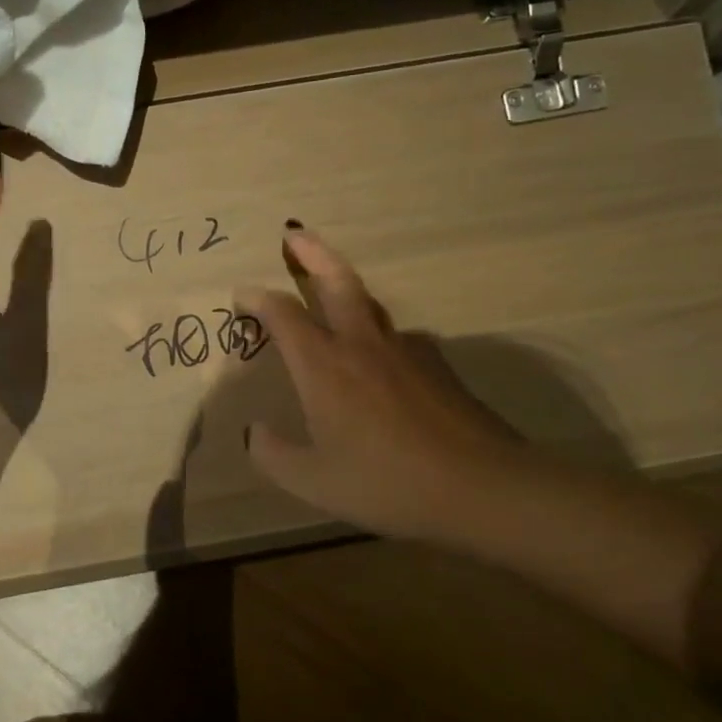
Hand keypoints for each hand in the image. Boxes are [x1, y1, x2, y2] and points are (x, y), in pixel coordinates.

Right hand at [239, 228, 527, 541]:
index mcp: (324, 365)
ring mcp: (405, 350)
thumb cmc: (386, 482)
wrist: (480, 486)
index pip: (283, 314)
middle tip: (294, 234)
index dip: (258, 298)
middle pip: (336, 280)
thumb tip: (255, 433)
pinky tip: (381, 360)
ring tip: (333, 294)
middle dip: (312, 252)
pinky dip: (378, 334)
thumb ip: (274, 455)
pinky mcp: (438, 365)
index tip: (242, 293)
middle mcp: (362, 344)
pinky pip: (398, 337)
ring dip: (345, 289)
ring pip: (370, 304)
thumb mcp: (313, 481)